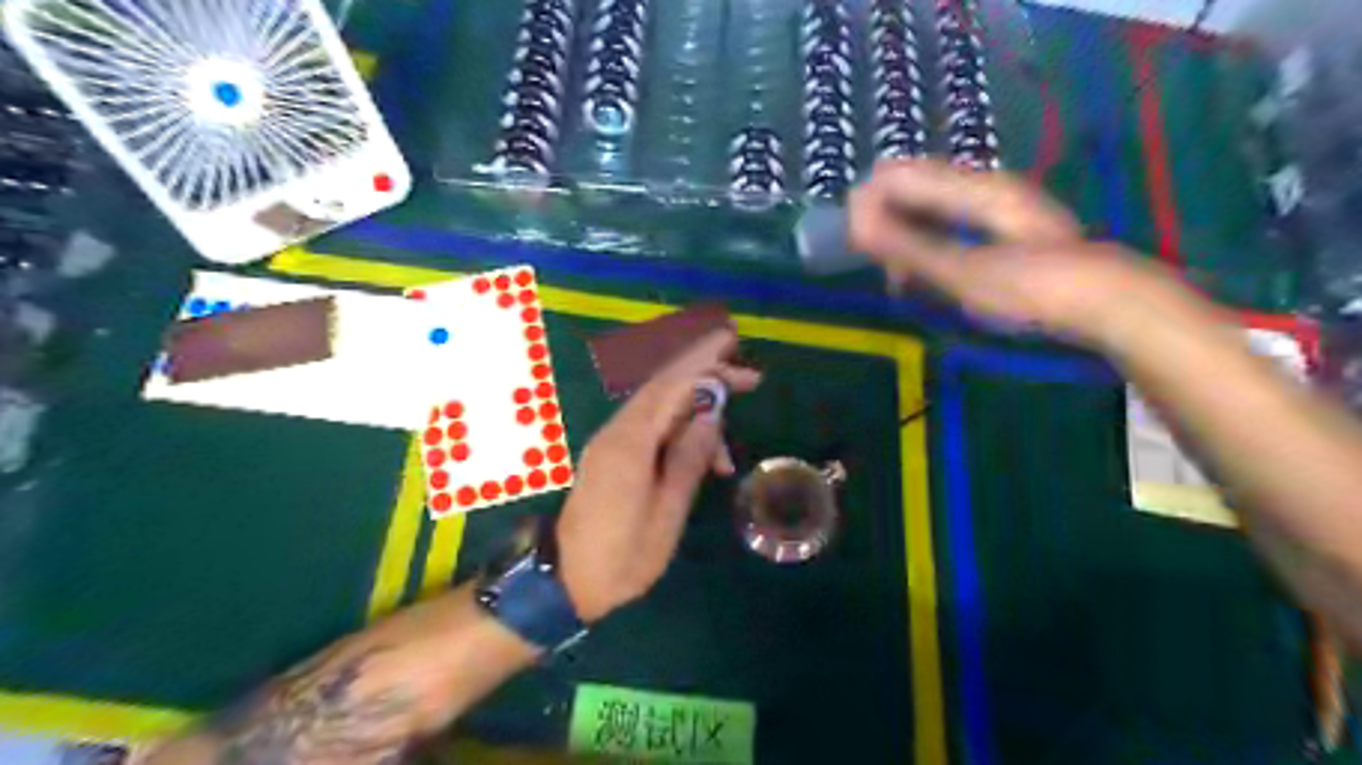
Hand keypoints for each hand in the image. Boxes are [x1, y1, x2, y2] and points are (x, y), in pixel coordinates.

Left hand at [560, 328, 760, 621]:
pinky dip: (681, 433)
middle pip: (665, 387)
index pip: (671, 384)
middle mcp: (617, 432)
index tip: (733, 341)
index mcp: (629, 444)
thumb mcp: (666, 514)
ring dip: (698, 414)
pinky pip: (652, 428)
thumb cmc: (622, 558)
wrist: (567, 582)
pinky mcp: (613, 455)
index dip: (704, 359)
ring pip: (661, 407)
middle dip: (708, 376)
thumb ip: (688, 459)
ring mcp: (612, 442)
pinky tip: (703, 462)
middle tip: (751, 380)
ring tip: (726, 458)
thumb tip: (710, 415)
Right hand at [847, 159, 1187, 347]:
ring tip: (900, 279)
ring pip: (927, 206)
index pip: (897, 174)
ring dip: (903, 237)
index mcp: (974, 188)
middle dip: (883, 222)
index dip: (866, 203)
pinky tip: (925, 275)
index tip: (852, 245)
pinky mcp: (1000, 226)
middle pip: (910, 186)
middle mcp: (982, 186)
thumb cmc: (1035, 290)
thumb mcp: (964, 273)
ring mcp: (994, 205)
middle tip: (879, 268)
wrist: (1111, 304)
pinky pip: (946, 223)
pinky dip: (925, 245)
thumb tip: (855, 224)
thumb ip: (908, 247)